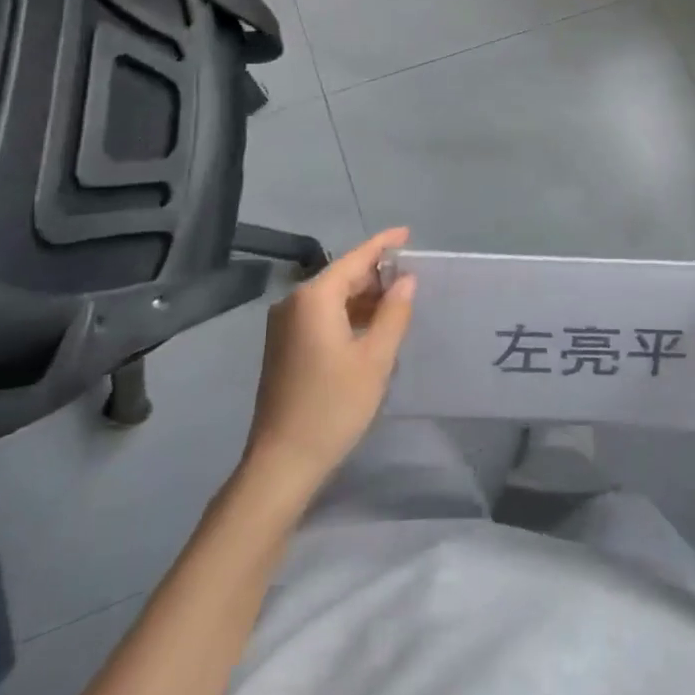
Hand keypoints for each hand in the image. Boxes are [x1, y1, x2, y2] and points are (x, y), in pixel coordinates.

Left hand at [242, 227, 416, 496]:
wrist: (282, 462)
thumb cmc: (334, 406)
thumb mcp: (375, 358)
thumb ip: (394, 312)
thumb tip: (406, 280)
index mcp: (314, 298)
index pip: (355, 259)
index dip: (383, 244)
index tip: (407, 233)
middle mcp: (294, 303)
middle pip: (341, 276)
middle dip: (375, 273)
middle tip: (411, 276)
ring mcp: (284, 326)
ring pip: (331, 298)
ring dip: (363, 297)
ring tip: (397, 301)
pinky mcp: (283, 346)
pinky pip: (320, 316)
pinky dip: (346, 315)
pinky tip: (370, 326)